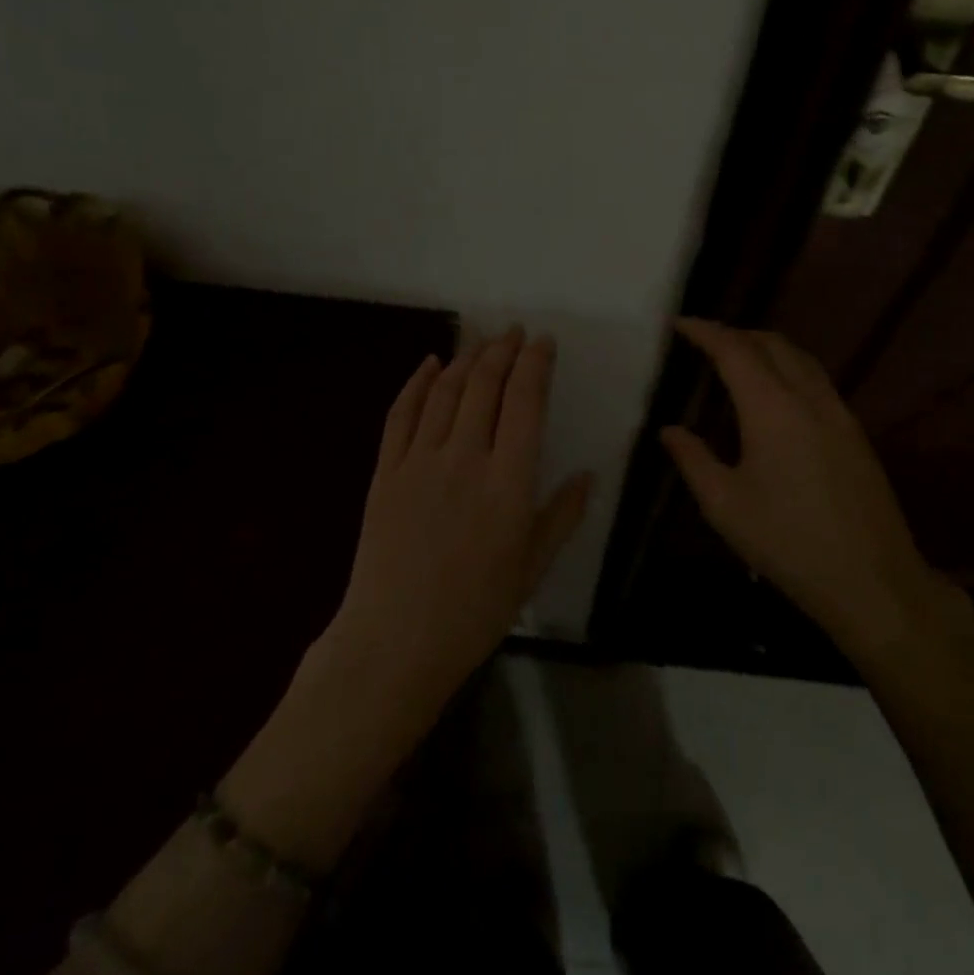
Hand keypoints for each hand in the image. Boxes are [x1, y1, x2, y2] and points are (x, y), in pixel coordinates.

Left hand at [331, 327, 591, 712]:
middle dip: (502, 350)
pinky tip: (429, 363)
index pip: (525, 402)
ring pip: (445, 391)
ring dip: (465, 358)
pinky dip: (415, 382)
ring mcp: (419, 461)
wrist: (394, 642)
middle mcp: (465, 458)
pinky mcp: (385, 471)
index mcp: (508, 482)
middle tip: (514, 332)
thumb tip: (588, 475)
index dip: (535, 364)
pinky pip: (401, 414)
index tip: (543, 342)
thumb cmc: (474, 612)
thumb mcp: (532, 569)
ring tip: (482, 341)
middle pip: (484, 385)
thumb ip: (562, 516)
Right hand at [659, 319, 959, 659]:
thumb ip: (692, 460)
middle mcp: (809, 398)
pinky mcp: (856, 434)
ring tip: (737, 359)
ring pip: (800, 359)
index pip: (734, 350)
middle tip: (704, 341)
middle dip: (736, 333)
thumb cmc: (787, 542)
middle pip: (772, 344)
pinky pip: (817, 380)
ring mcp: (839, 414)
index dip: (706, 332)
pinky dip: (789, 368)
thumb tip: (669, 431)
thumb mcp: (724, 505)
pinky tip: (775, 395)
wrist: (871, 581)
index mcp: (772, 409)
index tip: (680, 323)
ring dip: (766, 348)